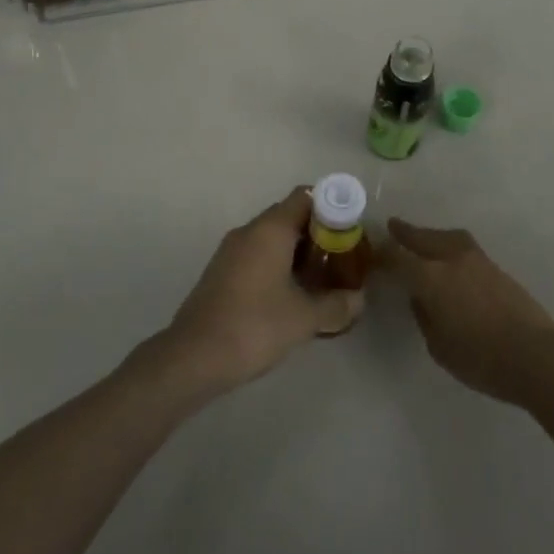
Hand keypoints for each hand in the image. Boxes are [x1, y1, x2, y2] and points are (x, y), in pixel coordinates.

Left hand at [159, 188, 364, 394]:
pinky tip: (290, 296)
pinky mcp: (221, 272)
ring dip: (297, 253)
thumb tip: (359, 299)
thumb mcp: (304, 318)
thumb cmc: (254, 326)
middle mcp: (249, 231)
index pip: (305, 196)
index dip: (331, 207)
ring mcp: (230, 251)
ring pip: (271, 238)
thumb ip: (336, 305)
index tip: (349, 231)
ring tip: (320, 281)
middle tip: (340, 259)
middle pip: (289, 216)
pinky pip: (256, 256)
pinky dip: (277, 265)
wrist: (194, 356)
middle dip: (317, 234)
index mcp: (270, 229)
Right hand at [382, 218, 553, 406]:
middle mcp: (451, 259)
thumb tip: (420, 298)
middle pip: (422, 238)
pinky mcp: (495, 267)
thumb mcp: (439, 346)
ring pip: (446, 237)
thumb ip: (424, 316)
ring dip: (430, 235)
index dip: (383, 255)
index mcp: (431, 278)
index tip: (372, 254)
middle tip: (392, 226)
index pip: (398, 257)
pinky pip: (462, 246)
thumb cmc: (481, 359)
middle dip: (405, 232)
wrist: (536, 355)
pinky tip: (448, 256)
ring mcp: (476, 259)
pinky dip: (448, 245)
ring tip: (421, 237)